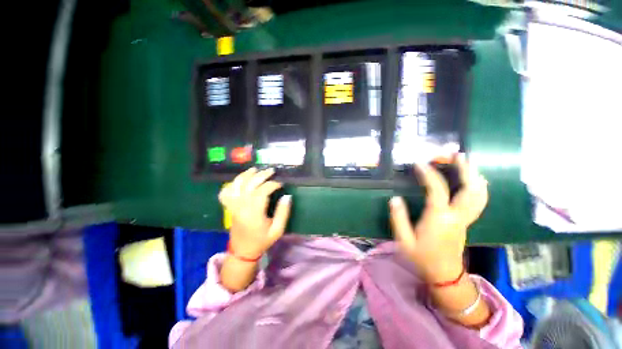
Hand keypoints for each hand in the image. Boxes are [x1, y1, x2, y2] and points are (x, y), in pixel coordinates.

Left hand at [219, 167, 291, 258]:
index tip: (281, 183)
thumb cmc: (262, 240)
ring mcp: (233, 206)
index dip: (272, 184)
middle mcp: (241, 206)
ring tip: (256, 169)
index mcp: (254, 213)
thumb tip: (287, 196)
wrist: (243, 251)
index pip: (262, 191)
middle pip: (250, 184)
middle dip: (261, 175)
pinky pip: (225, 192)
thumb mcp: (278, 229)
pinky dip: (231, 184)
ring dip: (246, 175)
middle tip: (271, 171)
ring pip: (237, 184)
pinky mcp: (229, 207)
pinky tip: (240, 181)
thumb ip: (283, 212)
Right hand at [389, 154, 487, 283]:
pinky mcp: (467, 222)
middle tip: (457, 155)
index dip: (429, 174)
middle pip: (469, 190)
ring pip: (479, 195)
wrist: (444, 275)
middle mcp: (456, 216)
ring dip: (474, 176)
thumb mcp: (404, 240)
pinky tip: (474, 181)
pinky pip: (478, 201)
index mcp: (439, 219)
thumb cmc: (422, 257)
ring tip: (467, 162)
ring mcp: (465, 219)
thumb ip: (399, 218)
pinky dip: (478, 188)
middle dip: (465, 170)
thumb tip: (394, 199)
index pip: (437, 190)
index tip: (419, 163)